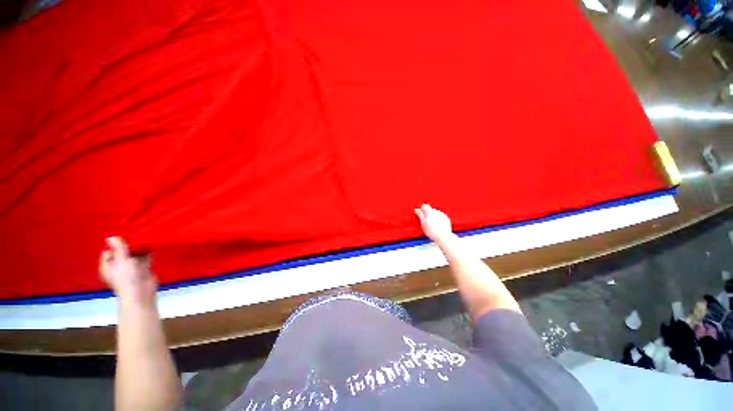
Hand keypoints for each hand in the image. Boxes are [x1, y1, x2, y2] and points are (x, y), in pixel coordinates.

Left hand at [99, 237, 155, 299]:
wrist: (142, 292)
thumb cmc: (127, 277)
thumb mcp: (122, 260)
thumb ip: (118, 248)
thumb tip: (111, 237)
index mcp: (108, 266)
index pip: (108, 252)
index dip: (115, 245)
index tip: (124, 239)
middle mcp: (118, 266)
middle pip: (122, 252)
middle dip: (129, 246)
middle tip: (136, 236)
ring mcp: (131, 268)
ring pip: (134, 255)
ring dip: (139, 249)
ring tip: (145, 238)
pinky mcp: (143, 269)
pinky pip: (145, 258)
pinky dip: (148, 253)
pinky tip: (152, 246)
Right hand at [414, 204, 453, 242]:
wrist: (443, 236)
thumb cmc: (432, 231)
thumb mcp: (423, 223)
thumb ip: (420, 215)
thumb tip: (417, 210)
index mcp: (430, 211)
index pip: (424, 206)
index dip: (421, 210)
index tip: (420, 214)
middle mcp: (436, 211)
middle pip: (430, 209)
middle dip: (427, 214)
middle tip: (425, 221)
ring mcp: (442, 215)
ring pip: (435, 213)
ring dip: (433, 216)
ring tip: (431, 225)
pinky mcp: (446, 219)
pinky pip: (441, 217)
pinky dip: (438, 219)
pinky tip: (437, 226)